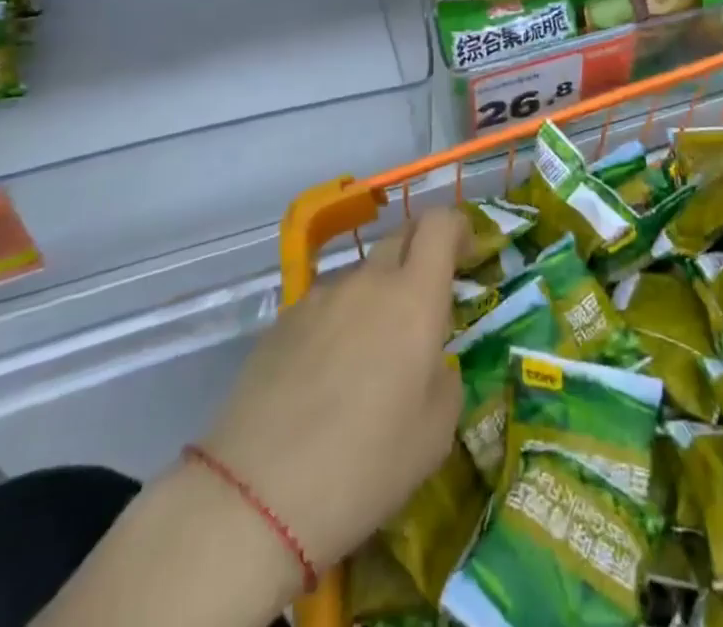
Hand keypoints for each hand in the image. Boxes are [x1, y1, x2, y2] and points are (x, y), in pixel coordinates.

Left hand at [195, 209, 466, 577]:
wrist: (256, 498)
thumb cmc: (365, 465)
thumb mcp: (435, 433)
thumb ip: (444, 378)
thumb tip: (429, 363)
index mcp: (414, 297)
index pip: (439, 223)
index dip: (456, 227)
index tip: (466, 253)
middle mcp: (368, 282)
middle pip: (400, 238)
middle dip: (419, 256)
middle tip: (423, 305)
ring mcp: (319, 298)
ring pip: (360, 278)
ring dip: (375, 298)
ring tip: (366, 361)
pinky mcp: (280, 323)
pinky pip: (323, 307)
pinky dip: (336, 325)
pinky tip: (323, 380)